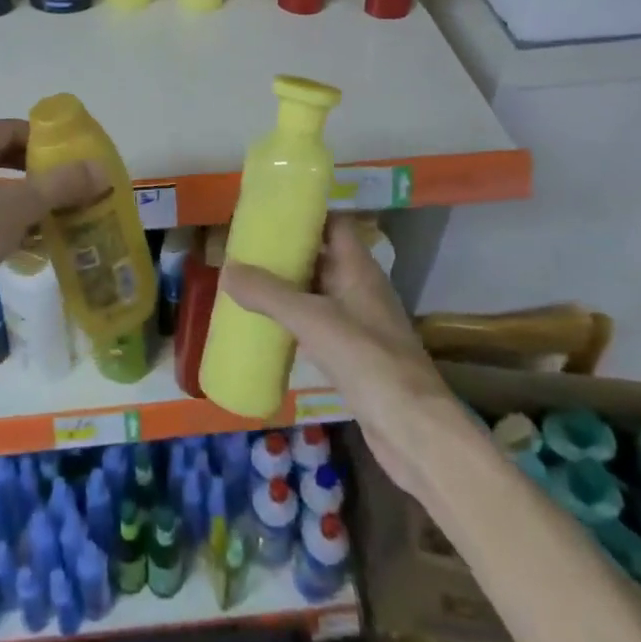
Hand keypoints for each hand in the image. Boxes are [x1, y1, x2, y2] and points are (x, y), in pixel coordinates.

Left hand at [0, 119, 101, 345]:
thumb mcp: (20, 207)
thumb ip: (62, 184)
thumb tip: (101, 169)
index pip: (11, 129)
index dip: (45, 141)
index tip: (73, 159)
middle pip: (0, 155)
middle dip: (36, 170)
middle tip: (68, 185)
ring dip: (22, 195)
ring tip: (53, 212)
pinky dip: (2, 215)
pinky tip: (26, 238)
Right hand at [221, 216, 459, 502]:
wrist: (414, 430)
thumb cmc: (368, 360)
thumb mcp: (312, 320)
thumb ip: (268, 294)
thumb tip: (226, 269)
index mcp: (359, 269)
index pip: (334, 224)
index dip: (306, 214)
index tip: (270, 211)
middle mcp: (362, 290)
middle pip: (323, 257)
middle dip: (288, 252)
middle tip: (248, 249)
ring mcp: (361, 325)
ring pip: (319, 293)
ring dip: (289, 288)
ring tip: (249, 283)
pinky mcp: (355, 357)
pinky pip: (319, 326)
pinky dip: (295, 322)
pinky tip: (269, 329)